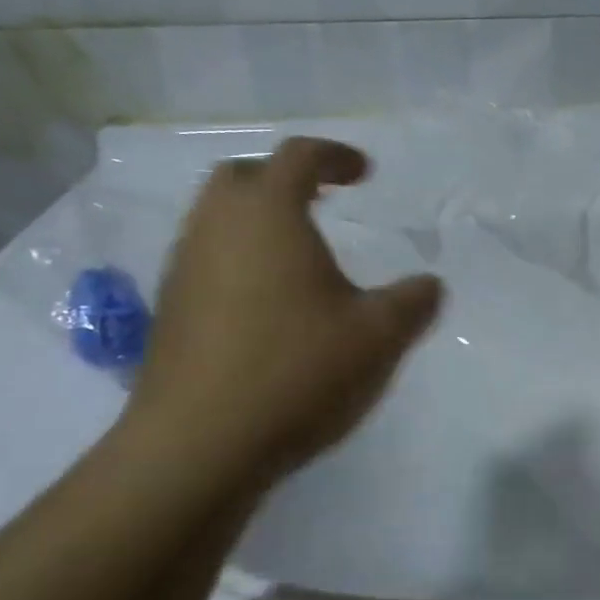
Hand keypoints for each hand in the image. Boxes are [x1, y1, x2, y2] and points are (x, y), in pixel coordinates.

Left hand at [126, 138, 442, 486]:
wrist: (199, 444)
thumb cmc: (297, 371)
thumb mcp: (378, 337)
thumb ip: (413, 303)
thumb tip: (430, 285)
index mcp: (268, 214)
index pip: (299, 156)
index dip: (336, 156)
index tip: (365, 174)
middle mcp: (215, 227)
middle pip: (242, 176)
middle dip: (283, 179)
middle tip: (320, 202)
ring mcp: (183, 268)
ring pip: (216, 220)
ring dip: (257, 222)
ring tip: (298, 257)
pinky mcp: (169, 311)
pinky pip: (206, 261)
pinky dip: (238, 262)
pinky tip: (267, 307)